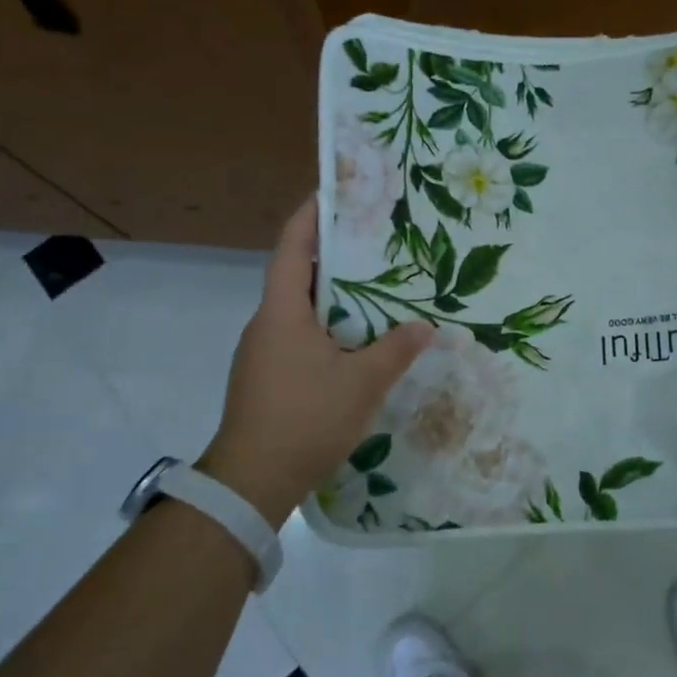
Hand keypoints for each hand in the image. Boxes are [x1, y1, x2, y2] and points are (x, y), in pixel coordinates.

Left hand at [199, 198, 431, 525]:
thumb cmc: (305, 419)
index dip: (310, 217)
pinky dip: (326, 326)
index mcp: (282, 312)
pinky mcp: (267, 377)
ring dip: (332, 295)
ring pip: (299, 309)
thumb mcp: (362, 383)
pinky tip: (357, 340)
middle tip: (373, 241)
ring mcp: (262, 352)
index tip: (333, 193)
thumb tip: (426, 326)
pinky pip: (299, 336)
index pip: (292, 249)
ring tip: (375, 287)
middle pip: (297, 275)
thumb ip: (395, 350)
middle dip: (332, 255)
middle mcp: (266, 324)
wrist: (250, 483)